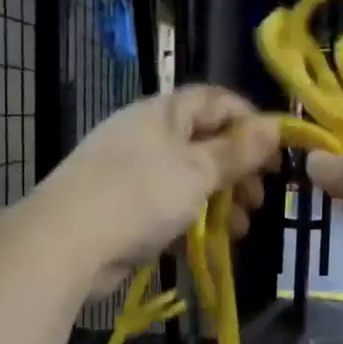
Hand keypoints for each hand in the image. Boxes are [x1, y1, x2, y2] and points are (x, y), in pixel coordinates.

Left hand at [38, 86, 280, 294]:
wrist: (65, 242)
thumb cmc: (139, 196)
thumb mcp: (197, 171)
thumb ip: (236, 152)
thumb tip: (274, 126)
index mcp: (163, 113)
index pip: (215, 101)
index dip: (250, 122)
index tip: (277, 153)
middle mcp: (147, 135)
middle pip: (204, 142)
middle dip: (237, 171)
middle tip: (259, 199)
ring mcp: (132, 172)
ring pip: (188, 179)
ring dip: (220, 201)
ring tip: (241, 228)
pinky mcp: (123, 208)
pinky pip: (168, 206)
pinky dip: (193, 220)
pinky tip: (212, 242)